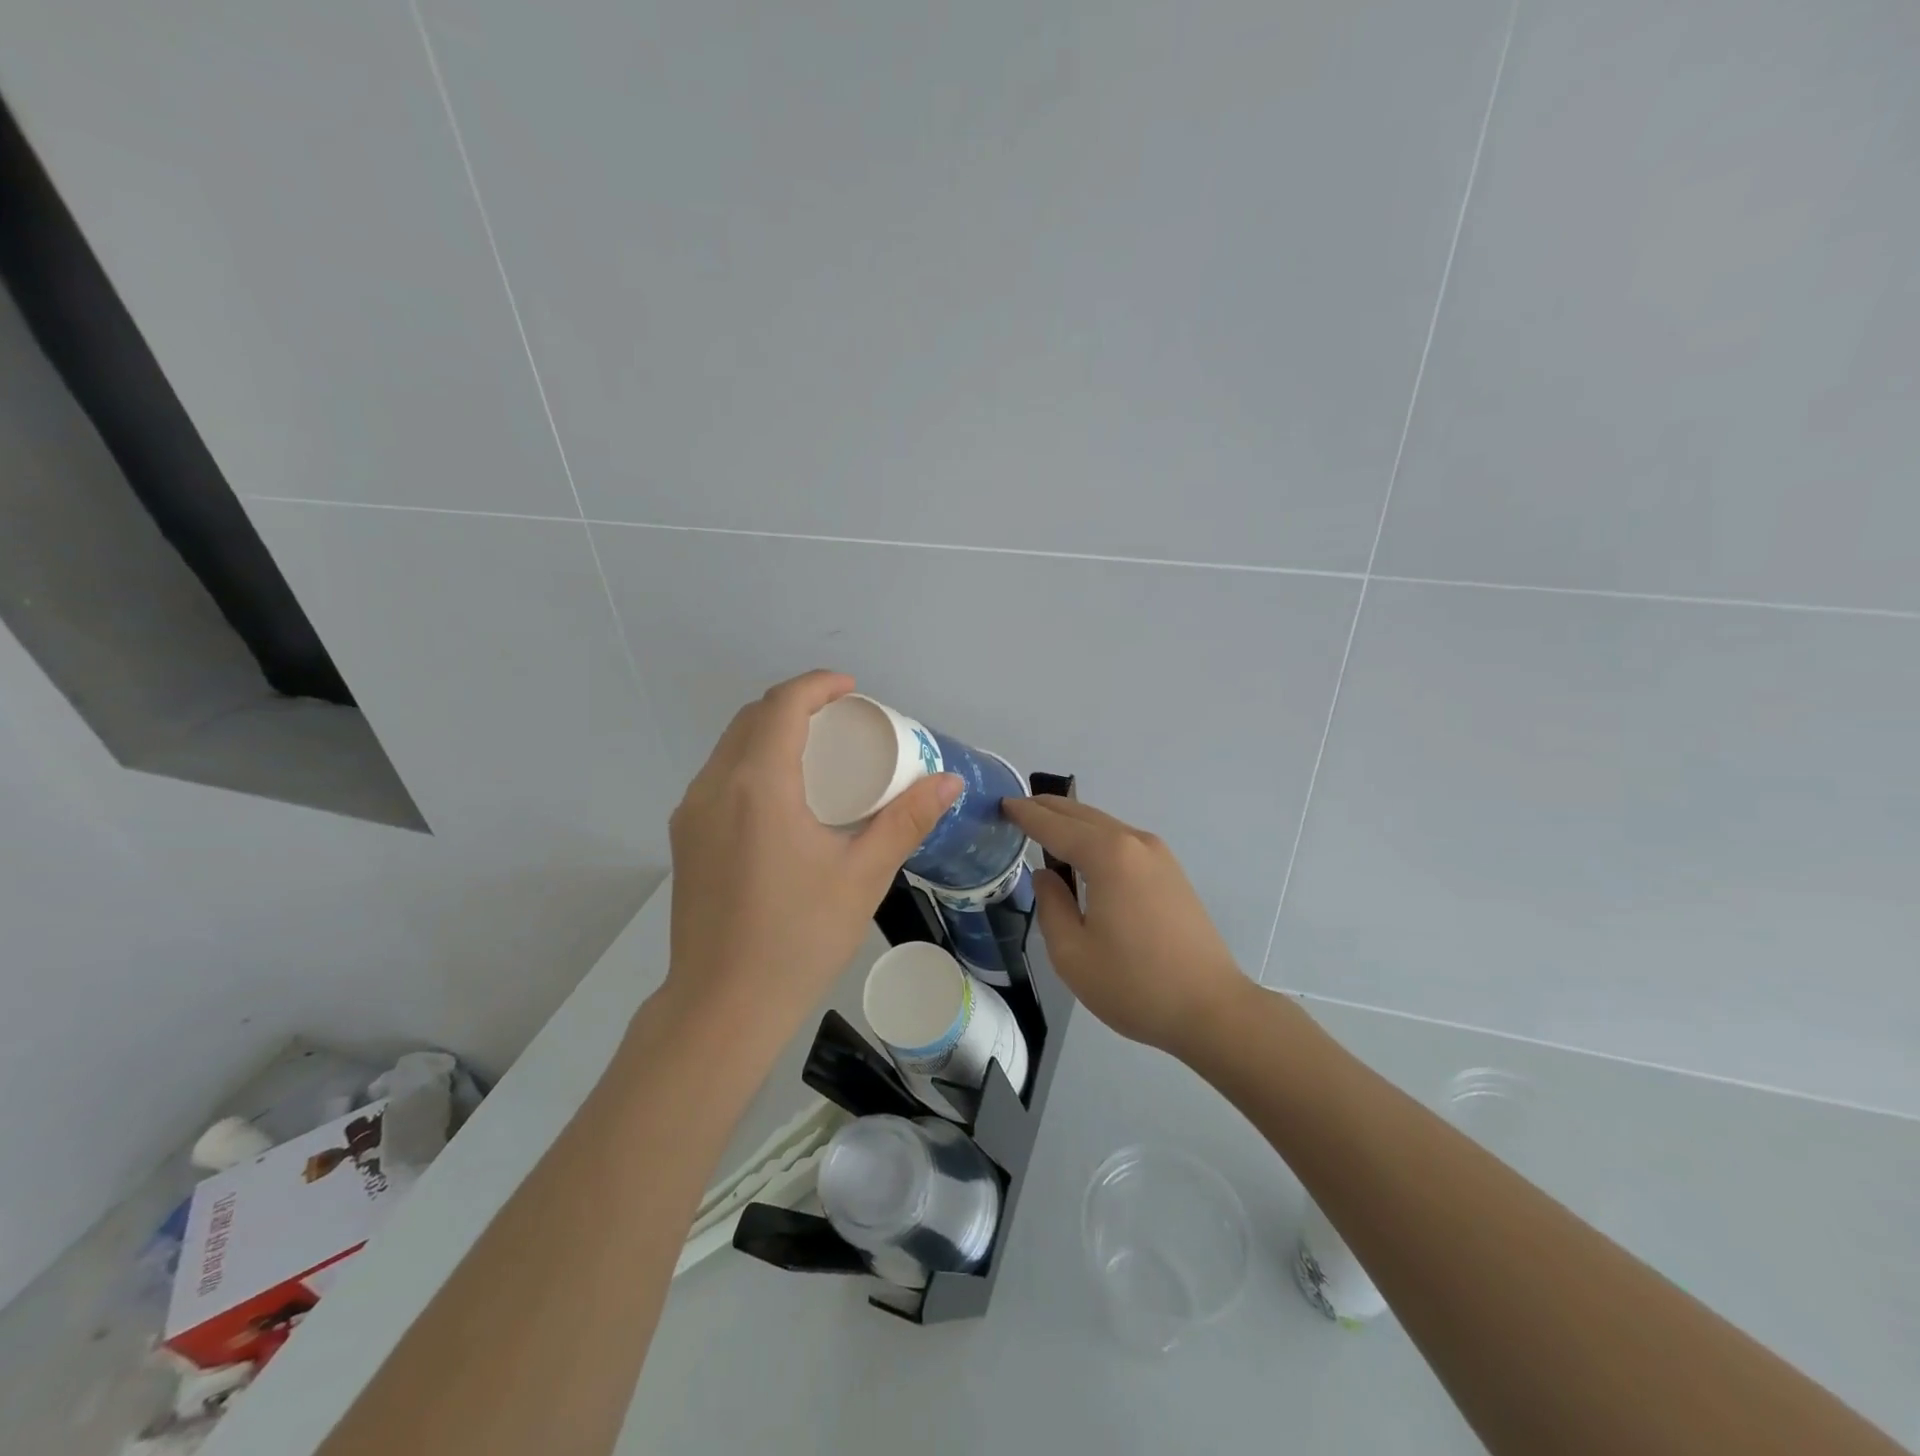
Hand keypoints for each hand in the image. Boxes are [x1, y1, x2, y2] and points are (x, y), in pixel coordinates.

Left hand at [666, 671, 960, 1038]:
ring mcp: (691, 813)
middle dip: (797, 704)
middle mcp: (714, 787)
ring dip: (772, 731)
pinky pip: (719, 776)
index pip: (783, 706)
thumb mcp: (863, 876)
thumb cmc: (799, 938)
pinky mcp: (685, 838)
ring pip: (731, 746)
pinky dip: (752, 762)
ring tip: (818, 754)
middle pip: (753, 717)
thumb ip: (906, 820)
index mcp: (758, 786)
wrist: (722, 1006)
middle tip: (843, 722)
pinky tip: (784, 796)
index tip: (853, 691)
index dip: (818, 685)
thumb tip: (948, 781)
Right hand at [1002, 796, 1248, 1059]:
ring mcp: (1159, 855)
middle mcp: (1135, 843)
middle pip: (1083, 815)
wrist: (1211, 1009)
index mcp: (1108, 856)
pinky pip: (1123, 841)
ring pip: (1105, 825)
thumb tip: (1046, 875)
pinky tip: (1084, 853)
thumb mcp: (1072, 953)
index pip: (1055, 826)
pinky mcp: (1171, 872)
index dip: (1026, 815)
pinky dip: (1096, 837)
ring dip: (1073, 822)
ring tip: (1044, 825)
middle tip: (1018, 807)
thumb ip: (1051, 905)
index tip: (1002, 804)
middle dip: (1049, 808)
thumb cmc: (1134, 984)